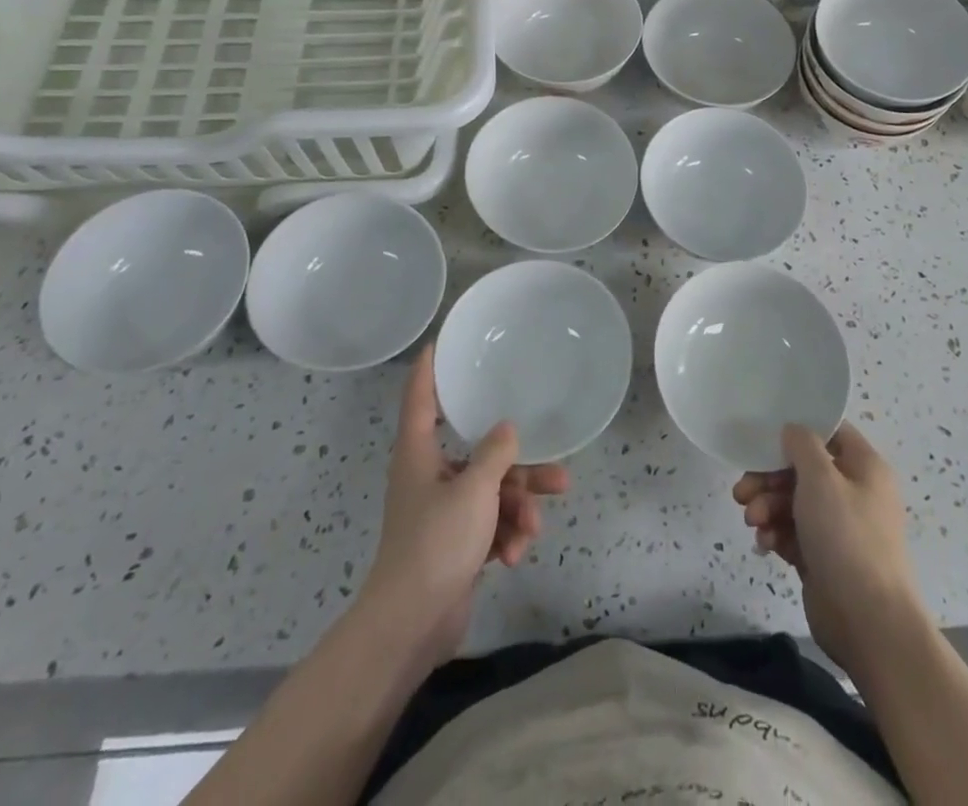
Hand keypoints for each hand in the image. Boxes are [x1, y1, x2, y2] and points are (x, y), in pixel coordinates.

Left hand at [358, 347, 568, 670]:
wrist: (412, 625)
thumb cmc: (436, 542)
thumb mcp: (474, 490)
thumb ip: (495, 453)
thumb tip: (508, 429)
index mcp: (419, 453)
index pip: (421, 397)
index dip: (429, 368)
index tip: (441, 342)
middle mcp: (429, 476)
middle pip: (479, 454)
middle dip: (518, 466)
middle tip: (556, 468)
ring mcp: (443, 512)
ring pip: (491, 493)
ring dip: (518, 508)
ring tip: (536, 526)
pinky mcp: (456, 544)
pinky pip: (489, 525)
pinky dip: (505, 536)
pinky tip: (515, 556)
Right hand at [733, 421, 920, 674]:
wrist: (869, 623)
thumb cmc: (847, 538)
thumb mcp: (821, 478)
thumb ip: (802, 445)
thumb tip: (793, 431)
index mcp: (865, 468)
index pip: (830, 433)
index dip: (799, 431)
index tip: (766, 437)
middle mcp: (854, 493)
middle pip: (804, 470)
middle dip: (769, 478)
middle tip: (743, 490)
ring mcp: (839, 528)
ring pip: (794, 502)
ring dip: (767, 506)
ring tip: (752, 522)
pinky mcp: (823, 558)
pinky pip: (793, 533)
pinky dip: (776, 533)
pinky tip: (764, 544)